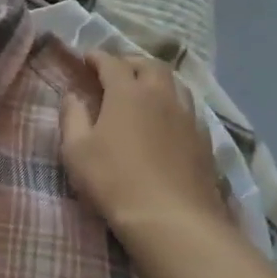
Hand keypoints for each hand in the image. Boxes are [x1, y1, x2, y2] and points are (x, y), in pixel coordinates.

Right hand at [60, 53, 222, 235]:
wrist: (173, 220)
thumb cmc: (114, 181)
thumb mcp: (76, 150)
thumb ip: (72, 117)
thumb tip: (73, 95)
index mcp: (128, 92)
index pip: (112, 62)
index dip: (97, 57)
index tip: (86, 58)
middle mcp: (161, 96)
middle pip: (150, 65)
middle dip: (131, 63)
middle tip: (116, 72)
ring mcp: (187, 118)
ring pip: (175, 84)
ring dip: (156, 81)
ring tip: (143, 92)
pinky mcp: (204, 141)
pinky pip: (188, 110)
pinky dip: (173, 106)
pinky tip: (165, 122)